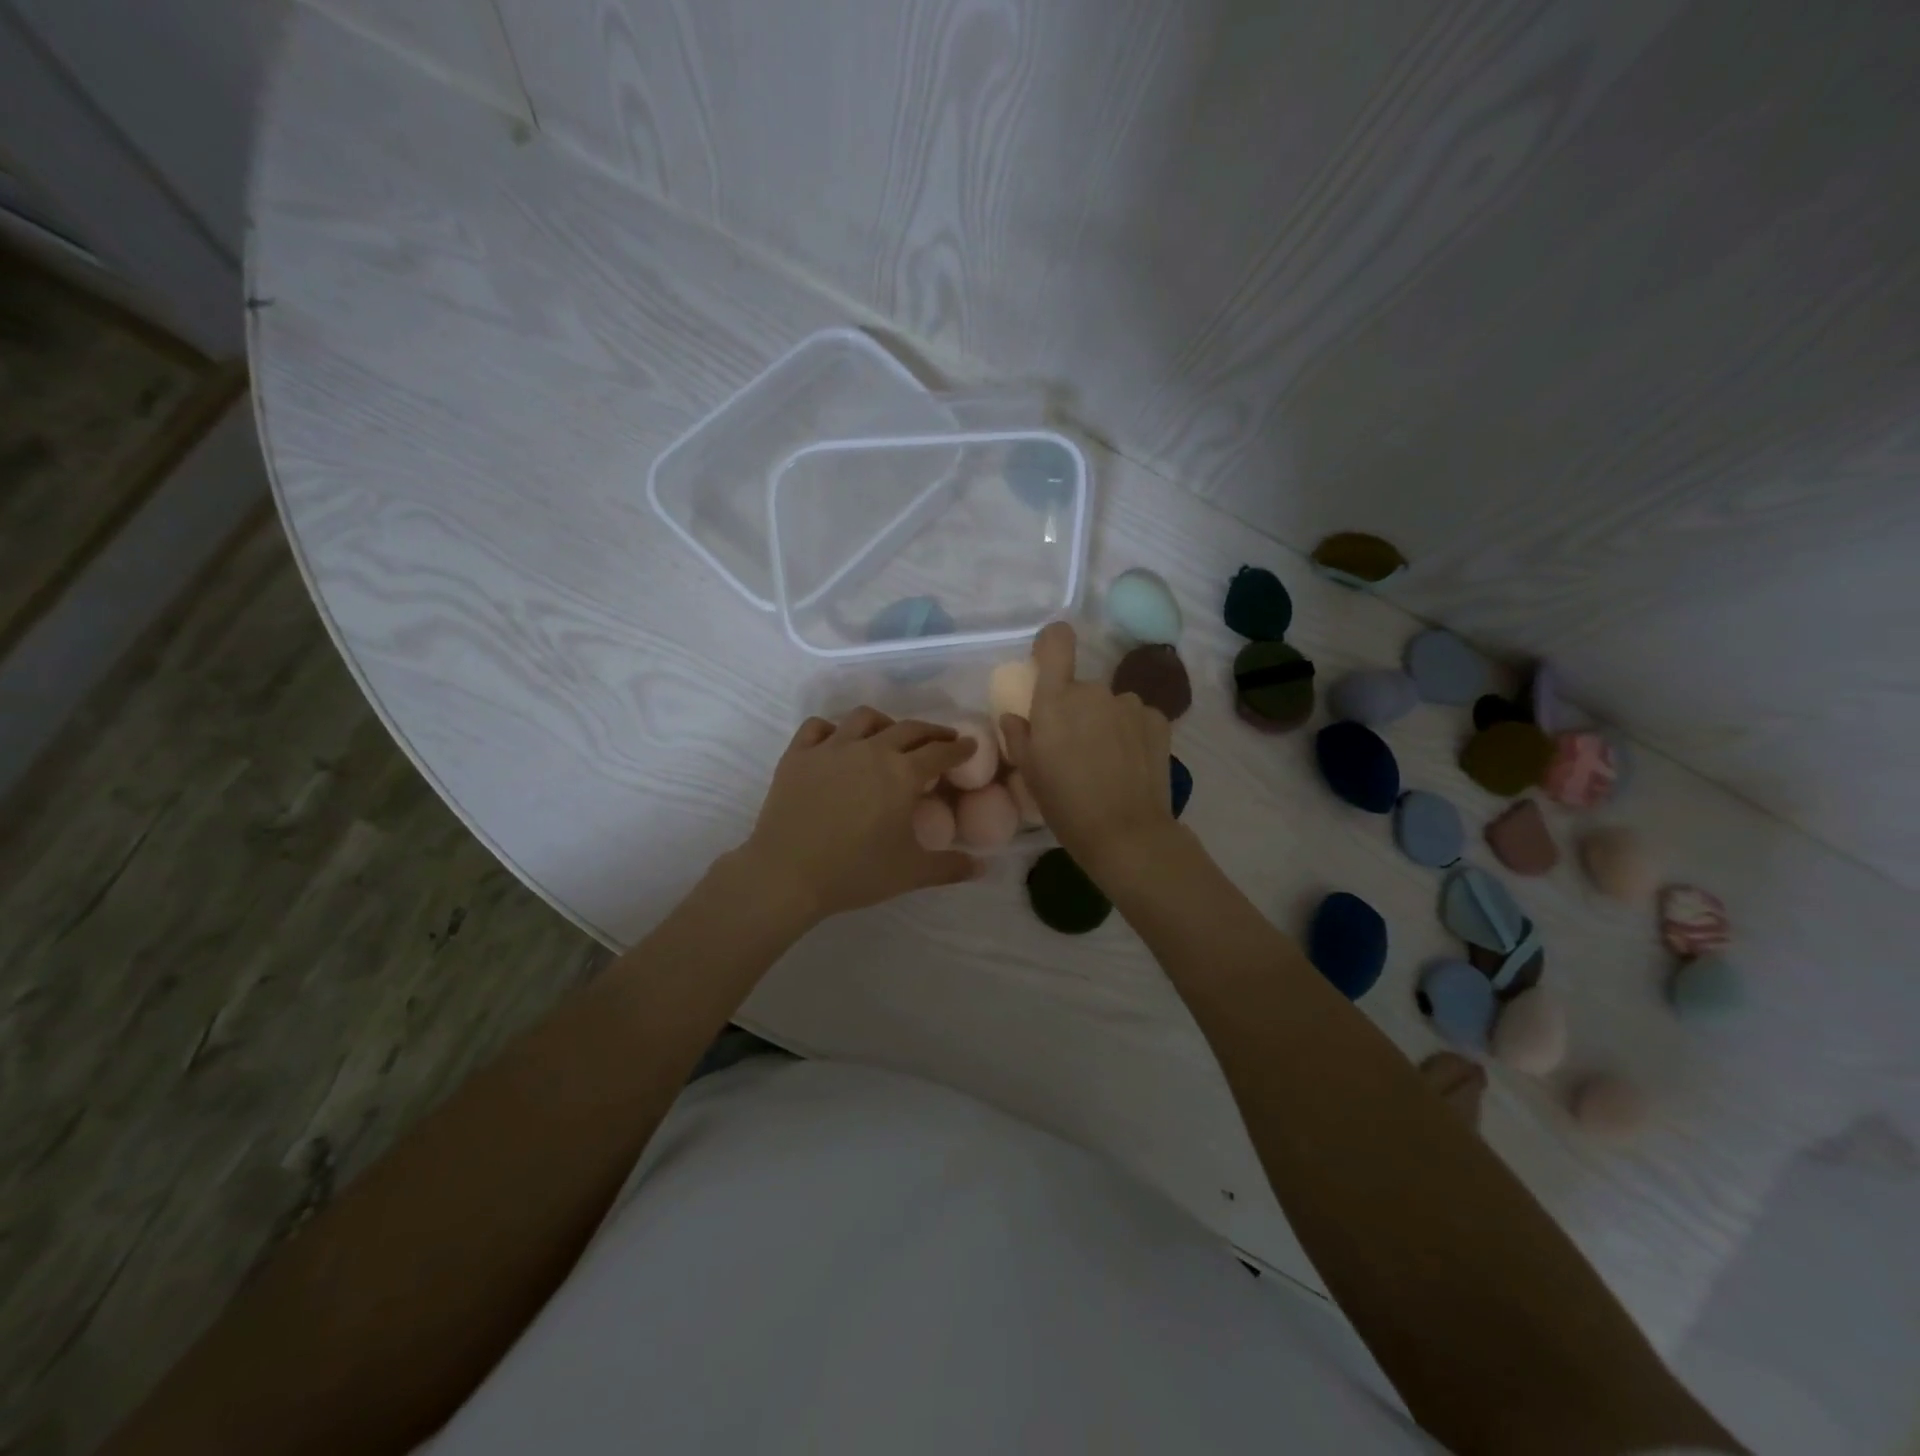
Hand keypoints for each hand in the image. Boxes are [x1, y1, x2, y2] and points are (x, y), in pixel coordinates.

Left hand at [737, 709, 981, 923]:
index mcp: (902, 773)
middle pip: (909, 729)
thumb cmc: (855, 872)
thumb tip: (982, 867)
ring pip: (864, 718)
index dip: (959, 748)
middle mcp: (871, 750)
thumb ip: (950, 867)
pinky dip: (833, 729)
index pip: (940, 752)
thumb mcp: (910, 873)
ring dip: (885, 723)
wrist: (787, 874)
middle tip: (941, 739)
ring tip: (889, 734)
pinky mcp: (798, 754)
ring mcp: (831, 747)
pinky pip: (818, 727)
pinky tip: (837, 741)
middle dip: (931, 731)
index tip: (969, 746)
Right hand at [1000, 622, 1175, 882]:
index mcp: (1056, 700)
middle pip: (1081, 687)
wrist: (1126, 833)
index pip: (1057, 640)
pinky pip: (1136, 718)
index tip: (1048, 663)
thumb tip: (1015, 717)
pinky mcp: (1158, 720)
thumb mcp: (1030, 773)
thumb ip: (1018, 736)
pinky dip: (1131, 734)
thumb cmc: (1066, 804)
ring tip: (1106, 762)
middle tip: (1074, 748)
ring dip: (1105, 722)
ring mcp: (1130, 704)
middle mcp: (1094, 691)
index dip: (1051, 643)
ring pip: (1110, 704)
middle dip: (1076, 709)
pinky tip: (1131, 764)